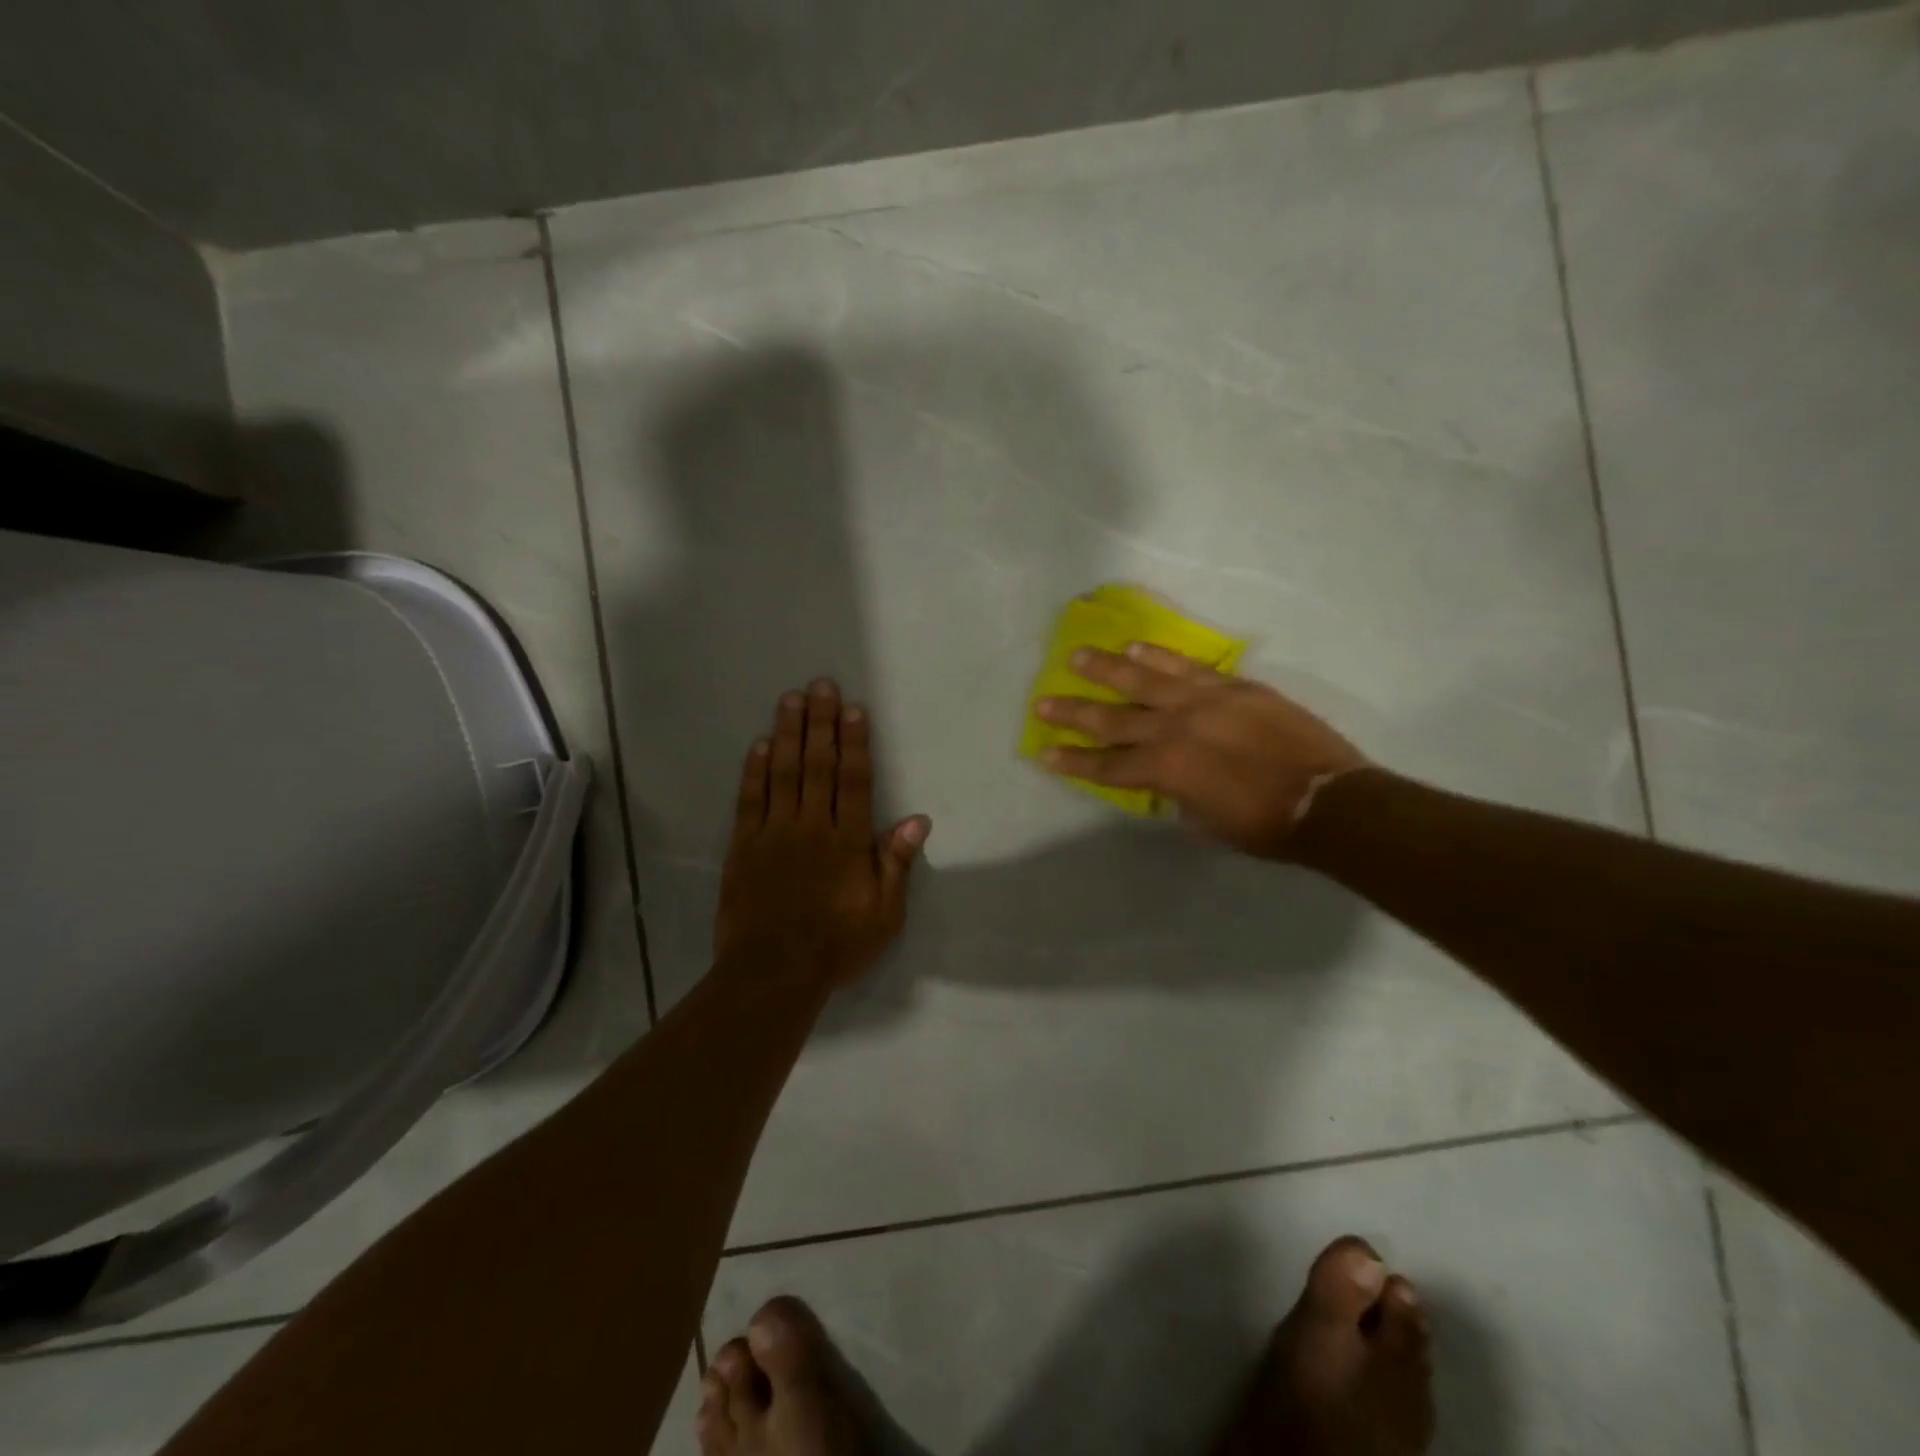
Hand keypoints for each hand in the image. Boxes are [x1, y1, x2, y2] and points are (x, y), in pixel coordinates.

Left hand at [715, 678, 930, 984]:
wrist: (772, 973)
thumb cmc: (836, 945)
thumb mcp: (884, 914)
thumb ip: (896, 863)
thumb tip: (918, 820)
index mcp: (848, 841)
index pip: (854, 781)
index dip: (855, 742)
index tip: (854, 709)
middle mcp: (812, 826)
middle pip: (818, 766)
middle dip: (821, 723)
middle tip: (821, 685)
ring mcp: (774, 833)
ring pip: (784, 773)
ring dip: (789, 734)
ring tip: (791, 699)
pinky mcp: (744, 847)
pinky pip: (750, 800)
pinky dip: (755, 771)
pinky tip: (761, 744)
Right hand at [1036, 644, 1367, 857]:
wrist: (1328, 801)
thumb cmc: (1264, 826)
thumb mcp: (1205, 823)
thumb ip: (1176, 796)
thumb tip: (1166, 782)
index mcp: (1164, 771)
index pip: (1107, 766)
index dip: (1074, 762)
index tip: (1044, 753)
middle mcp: (1174, 730)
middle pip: (1112, 718)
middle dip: (1074, 712)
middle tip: (1043, 702)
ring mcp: (1203, 702)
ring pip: (1144, 679)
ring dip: (1107, 668)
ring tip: (1078, 656)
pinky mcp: (1232, 687)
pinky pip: (1188, 667)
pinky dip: (1161, 656)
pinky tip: (1138, 646)